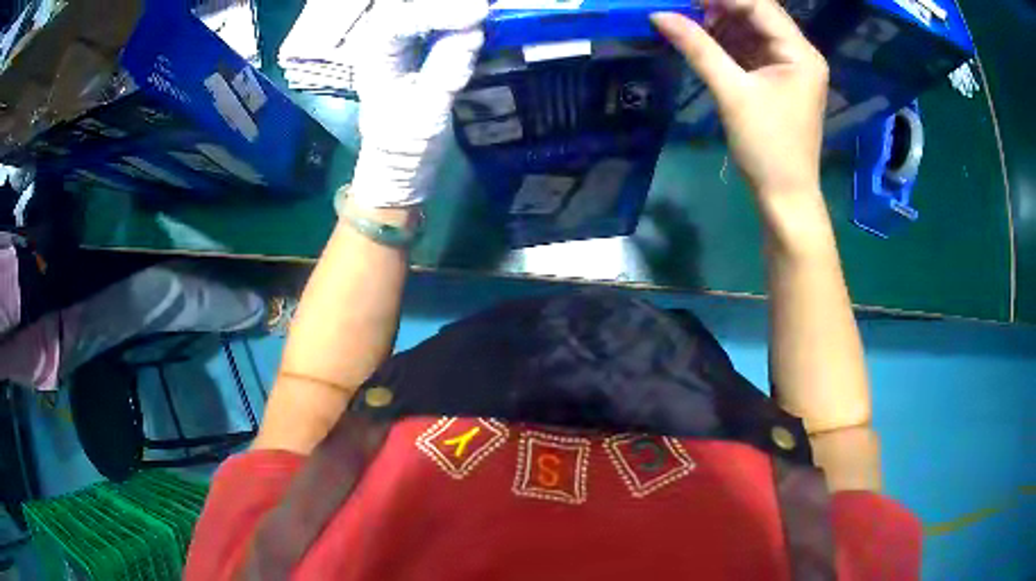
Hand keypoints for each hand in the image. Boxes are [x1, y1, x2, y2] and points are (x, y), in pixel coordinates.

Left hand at [348, 0, 487, 207]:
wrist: (401, 164)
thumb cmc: (405, 145)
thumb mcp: (426, 115)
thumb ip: (446, 72)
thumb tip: (473, 33)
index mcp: (374, 58)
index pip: (399, 22)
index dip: (437, 13)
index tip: (476, 14)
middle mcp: (384, 43)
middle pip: (407, 7)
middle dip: (444, 5)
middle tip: (481, 8)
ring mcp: (402, 43)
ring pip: (421, 11)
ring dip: (451, 9)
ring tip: (482, 11)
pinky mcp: (421, 47)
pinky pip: (437, 22)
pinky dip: (457, 18)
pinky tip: (477, 19)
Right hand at [652, 0, 827, 198]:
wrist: (785, 196)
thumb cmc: (767, 147)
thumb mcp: (732, 93)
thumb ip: (698, 48)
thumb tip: (659, 15)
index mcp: (800, 53)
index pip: (759, 5)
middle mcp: (799, 53)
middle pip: (757, 13)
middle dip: (718, 7)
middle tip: (682, 8)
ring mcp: (789, 66)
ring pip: (751, 29)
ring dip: (719, 23)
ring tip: (686, 22)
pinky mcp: (778, 79)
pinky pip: (750, 49)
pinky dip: (726, 42)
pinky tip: (702, 39)